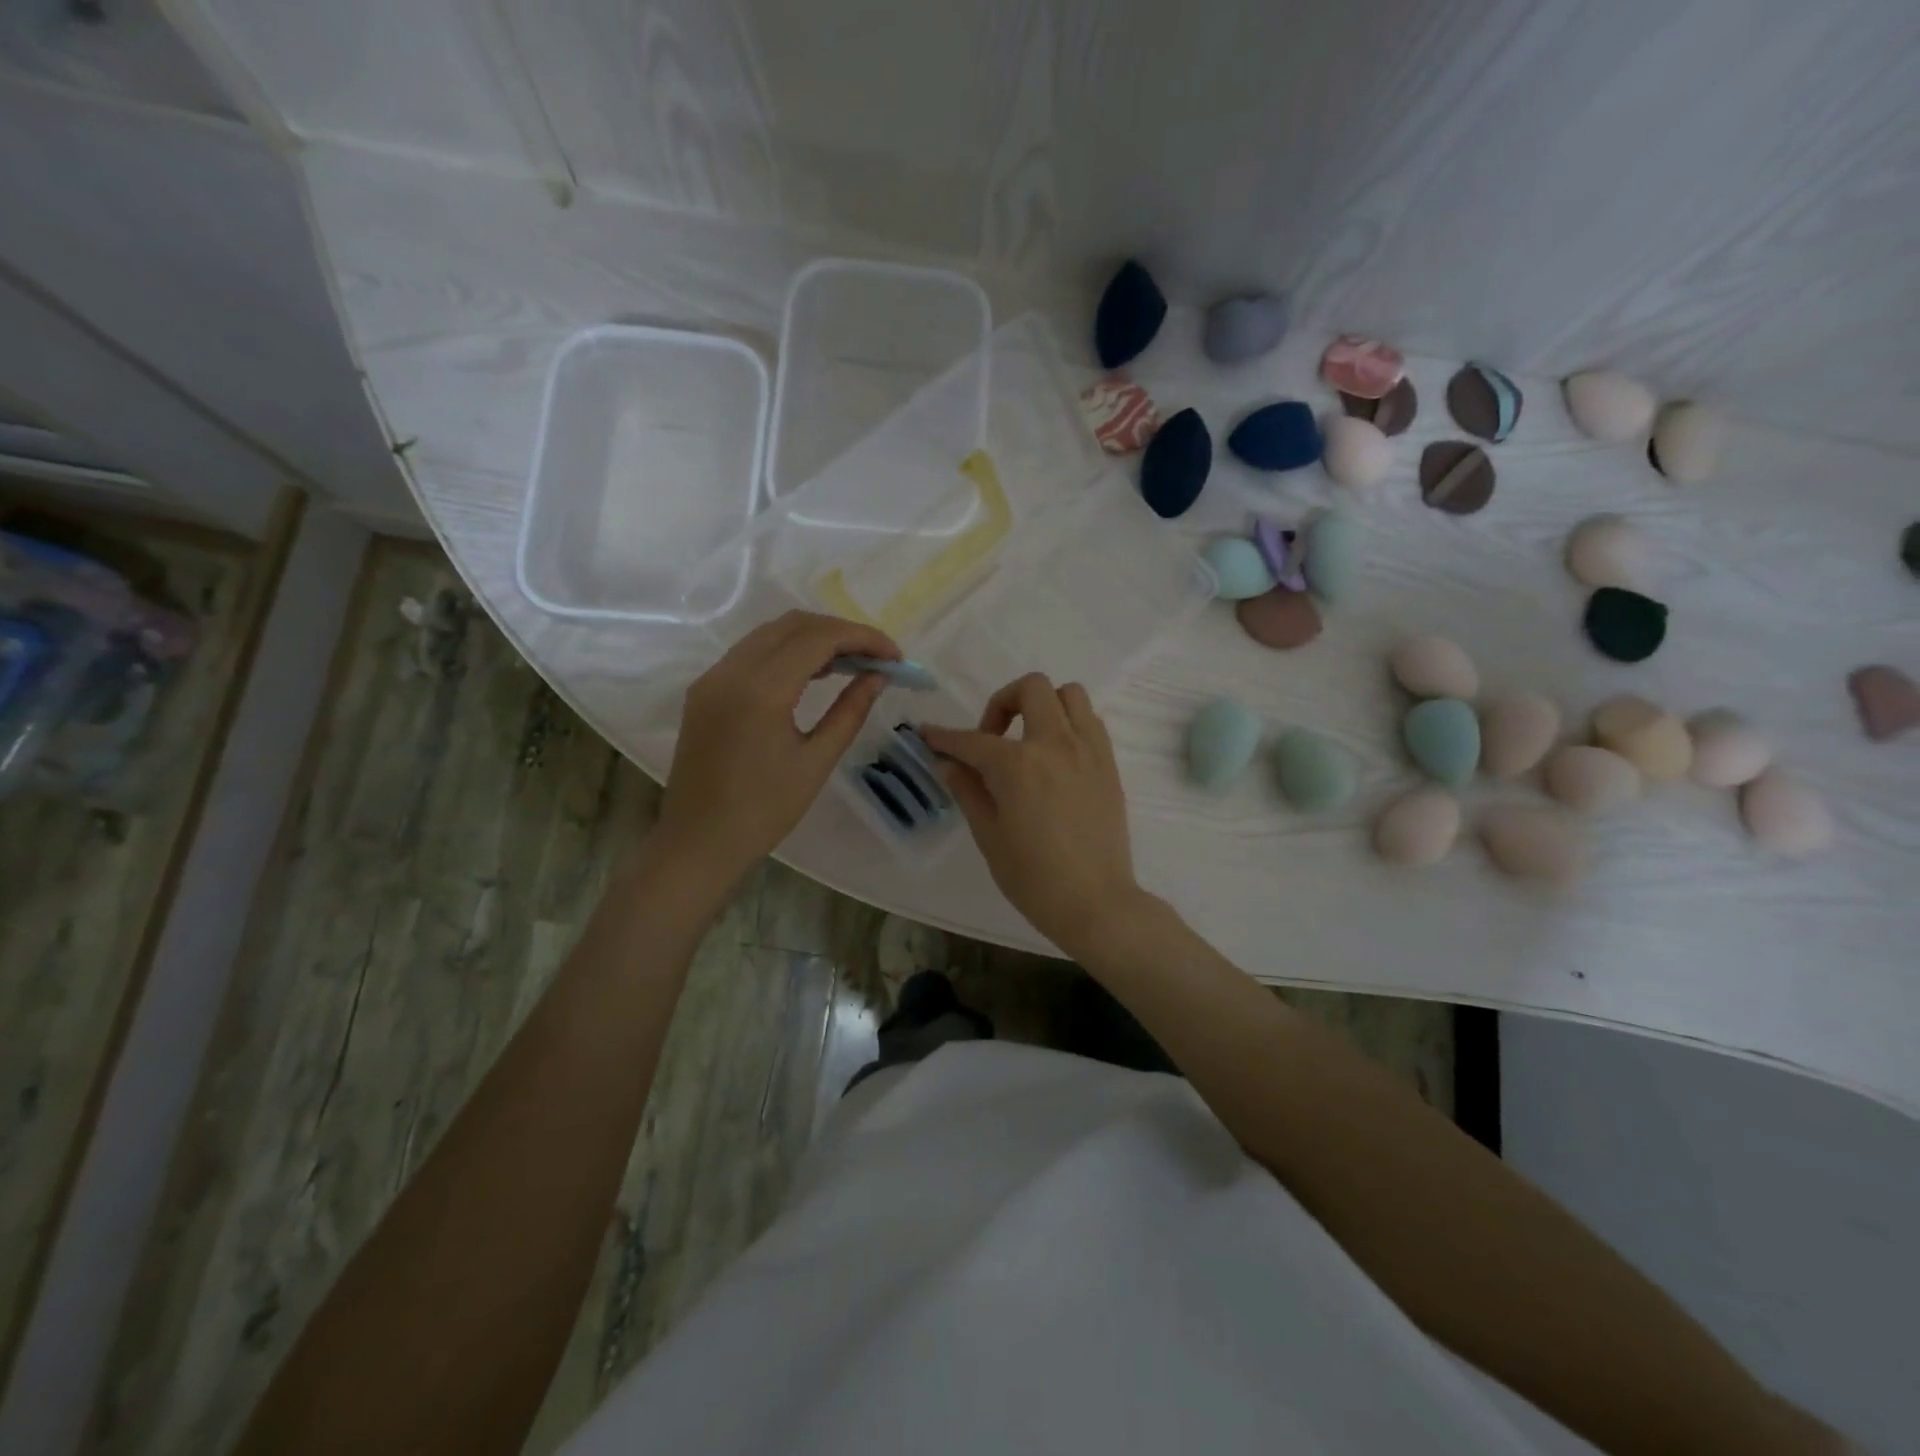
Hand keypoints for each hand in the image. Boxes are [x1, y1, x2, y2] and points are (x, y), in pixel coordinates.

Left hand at [657, 611, 898, 886]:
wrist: (699, 842)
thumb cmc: (764, 811)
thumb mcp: (816, 761)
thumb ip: (850, 712)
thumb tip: (877, 676)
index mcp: (761, 690)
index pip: (818, 638)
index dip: (862, 637)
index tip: (895, 655)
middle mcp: (732, 670)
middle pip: (793, 624)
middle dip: (840, 632)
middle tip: (875, 657)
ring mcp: (713, 677)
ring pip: (770, 634)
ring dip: (813, 639)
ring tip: (850, 664)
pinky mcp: (705, 690)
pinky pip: (751, 653)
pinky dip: (786, 652)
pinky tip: (812, 675)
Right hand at [920, 674, 1143, 957]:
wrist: (1095, 902)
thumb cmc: (1033, 877)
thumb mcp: (988, 835)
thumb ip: (968, 790)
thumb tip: (948, 763)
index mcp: (1018, 764)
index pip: (972, 740)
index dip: (944, 737)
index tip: (928, 735)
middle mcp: (1055, 743)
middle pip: (1031, 688)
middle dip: (1002, 702)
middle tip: (992, 738)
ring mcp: (1088, 750)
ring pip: (1069, 694)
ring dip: (1043, 705)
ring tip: (1029, 740)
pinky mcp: (1109, 763)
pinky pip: (1090, 721)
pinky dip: (1068, 724)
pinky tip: (1055, 757)